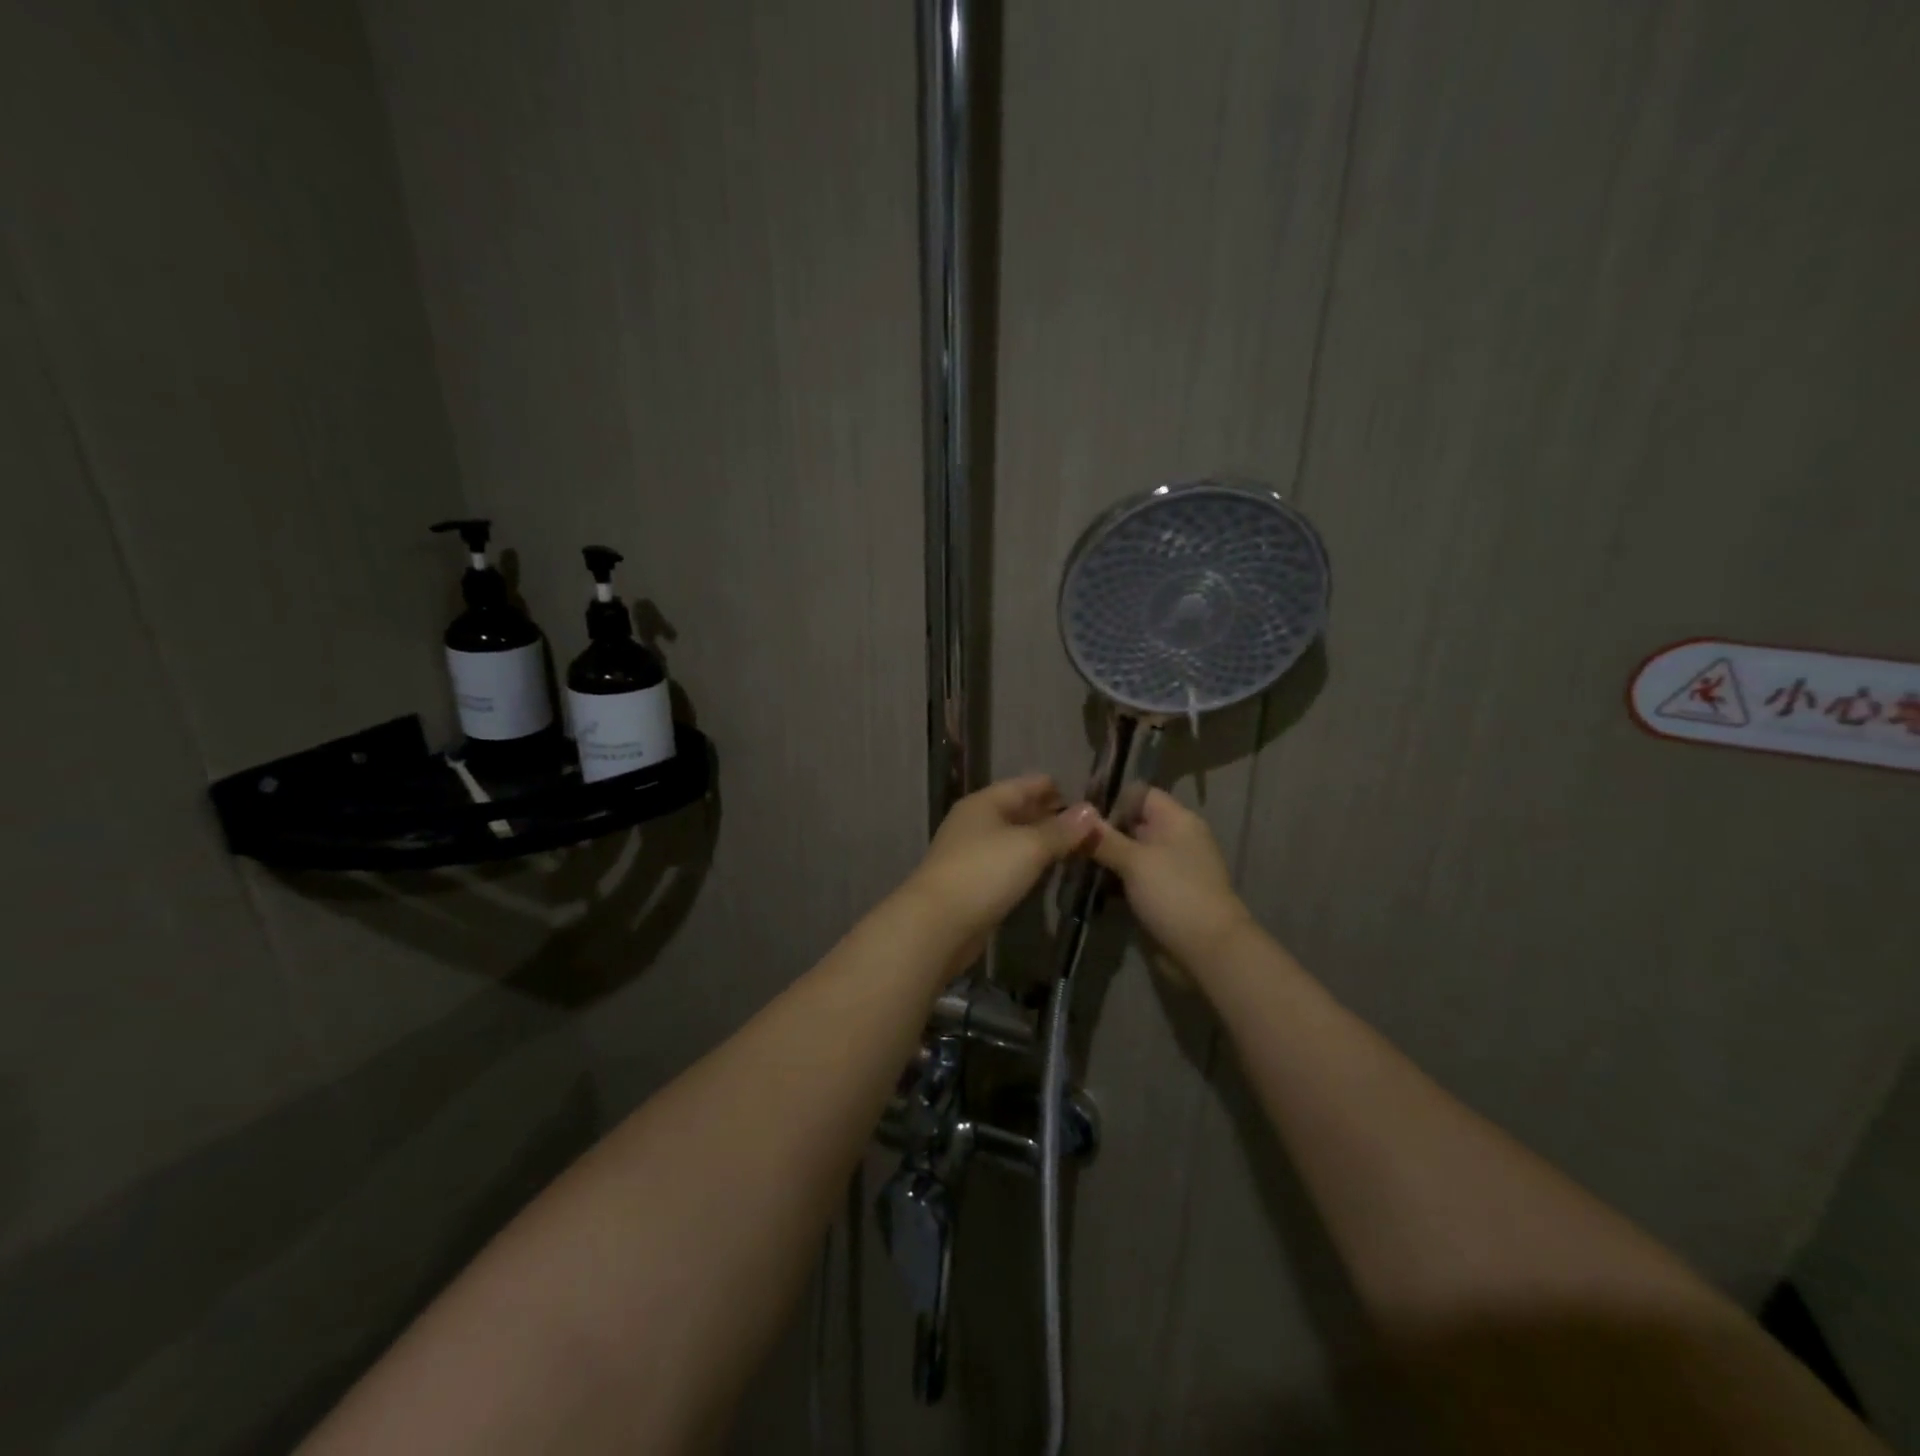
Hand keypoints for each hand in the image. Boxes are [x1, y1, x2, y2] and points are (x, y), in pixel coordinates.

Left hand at [903, 775, 1098, 966]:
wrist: (937, 924)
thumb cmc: (984, 873)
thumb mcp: (1030, 846)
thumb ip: (1061, 830)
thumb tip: (1091, 810)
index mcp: (984, 803)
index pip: (1025, 785)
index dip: (1054, 789)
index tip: (1086, 797)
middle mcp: (975, 823)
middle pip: (1017, 811)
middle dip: (1050, 816)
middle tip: (1088, 826)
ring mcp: (970, 854)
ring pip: (1012, 840)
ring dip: (1040, 842)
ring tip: (1074, 848)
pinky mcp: (971, 883)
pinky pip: (1006, 864)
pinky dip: (1027, 864)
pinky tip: (1045, 872)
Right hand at [1087, 788, 1253, 973]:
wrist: (1208, 952)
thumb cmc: (1175, 894)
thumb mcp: (1134, 861)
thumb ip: (1104, 838)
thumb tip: (1077, 815)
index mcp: (1176, 820)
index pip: (1140, 794)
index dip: (1111, 799)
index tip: (1078, 814)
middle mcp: (1173, 839)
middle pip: (1131, 823)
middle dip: (1100, 831)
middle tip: (1066, 840)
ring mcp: (1167, 869)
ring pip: (1128, 853)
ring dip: (1103, 858)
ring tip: (1069, 862)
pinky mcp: (1160, 895)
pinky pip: (1131, 879)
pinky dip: (1111, 881)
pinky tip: (1085, 886)